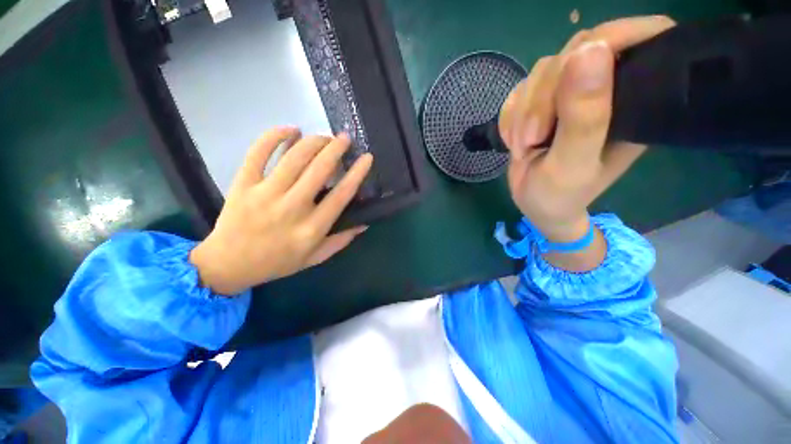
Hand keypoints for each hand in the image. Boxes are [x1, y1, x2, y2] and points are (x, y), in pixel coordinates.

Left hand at [190, 127, 372, 294]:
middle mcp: (292, 208)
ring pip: (294, 158)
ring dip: (313, 141)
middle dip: (336, 149)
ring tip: (324, 137)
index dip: (357, 173)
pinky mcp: (243, 184)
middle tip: (345, 138)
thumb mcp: (315, 258)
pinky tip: (290, 130)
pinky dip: (274, 136)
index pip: (341, 195)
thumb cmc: (277, 262)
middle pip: (319, 169)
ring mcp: (265, 194)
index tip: (367, 157)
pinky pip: (258, 152)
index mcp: (312, 228)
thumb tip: (364, 223)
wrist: (228, 265)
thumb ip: (341, 240)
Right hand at [499, 16, 675, 242]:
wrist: (534, 205)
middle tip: (531, 140)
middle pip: (575, 54)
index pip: (638, 39)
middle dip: (543, 97)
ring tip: (522, 147)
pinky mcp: (544, 102)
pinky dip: (510, 116)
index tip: (573, 70)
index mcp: (634, 103)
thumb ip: (584, 116)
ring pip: (542, 72)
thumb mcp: (572, 164)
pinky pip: (520, 91)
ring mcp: (571, 94)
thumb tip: (589, 49)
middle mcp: (606, 90)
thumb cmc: (559, 195)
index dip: (609, 39)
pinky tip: (513, 140)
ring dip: (521, 112)